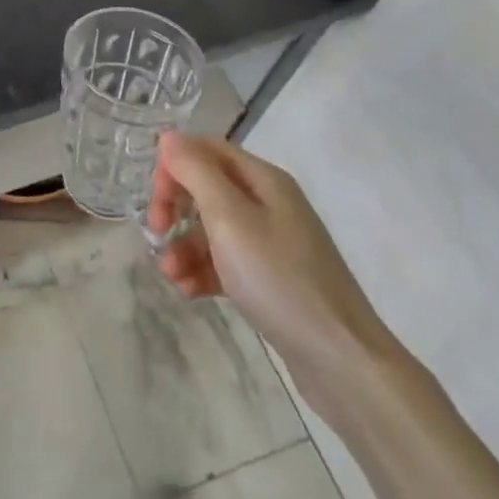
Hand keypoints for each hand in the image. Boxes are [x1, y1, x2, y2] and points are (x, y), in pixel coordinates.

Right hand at [148, 132, 402, 407]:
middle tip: (157, 232)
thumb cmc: (279, 279)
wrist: (342, 362)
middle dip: (175, 206)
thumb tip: (169, 137)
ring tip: (171, 275)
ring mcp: (273, 243)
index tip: (156, 200)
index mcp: (263, 179)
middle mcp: (269, 203)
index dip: (174, 166)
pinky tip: (189, 291)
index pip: (206, 149)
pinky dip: (203, 270)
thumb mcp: (229, 218)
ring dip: (184, 245)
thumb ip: (196, 172)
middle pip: (207, 186)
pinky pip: (226, 262)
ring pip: (213, 228)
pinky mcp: (272, 279)